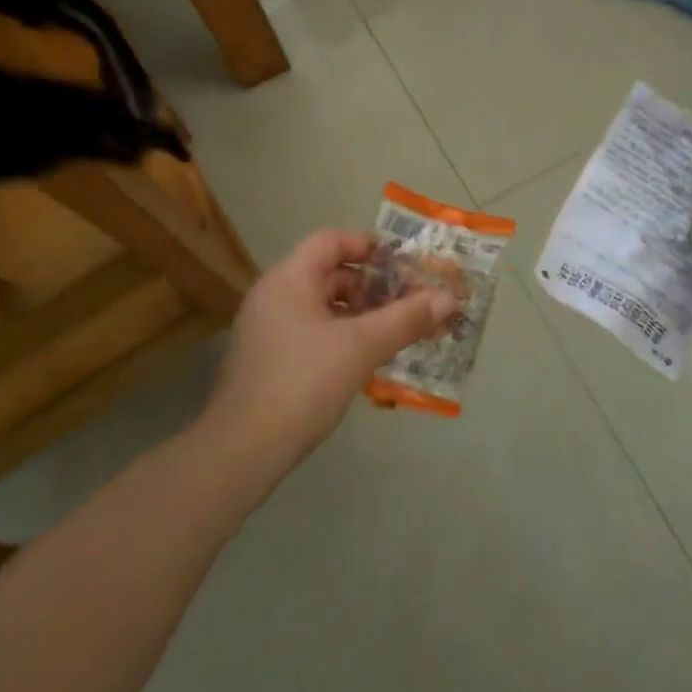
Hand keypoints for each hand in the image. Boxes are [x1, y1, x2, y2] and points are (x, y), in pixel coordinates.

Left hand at [202, 229, 454, 471]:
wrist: (242, 450)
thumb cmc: (303, 383)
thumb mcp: (362, 347)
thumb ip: (406, 319)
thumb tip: (449, 298)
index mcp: (289, 279)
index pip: (331, 241)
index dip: (368, 246)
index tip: (402, 264)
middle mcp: (273, 295)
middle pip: (327, 273)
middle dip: (370, 285)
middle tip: (407, 299)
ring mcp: (265, 329)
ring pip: (320, 306)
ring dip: (358, 313)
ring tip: (394, 330)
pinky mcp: (265, 360)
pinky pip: (309, 331)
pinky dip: (339, 335)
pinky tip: (364, 359)